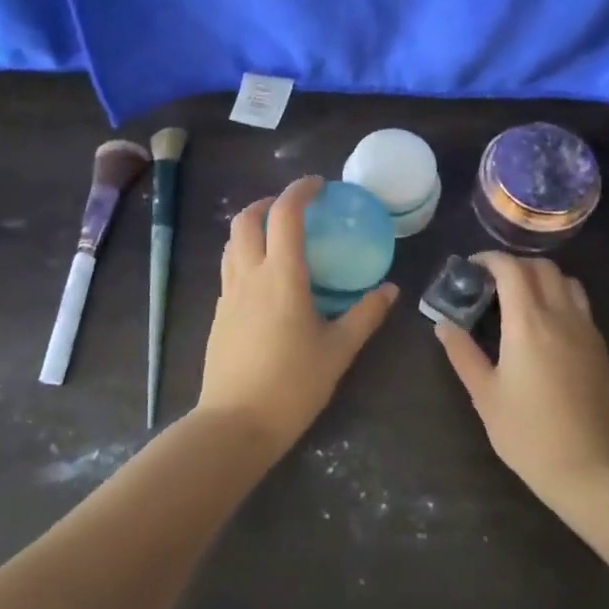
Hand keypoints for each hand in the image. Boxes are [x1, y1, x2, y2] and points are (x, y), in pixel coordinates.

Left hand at [195, 177, 398, 453]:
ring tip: (277, 237)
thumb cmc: (293, 385)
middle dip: (268, 202)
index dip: (300, 191)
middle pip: (247, 219)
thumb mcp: (338, 350)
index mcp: (281, 277)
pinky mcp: (218, 314)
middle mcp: (249, 275)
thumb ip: (365, 315)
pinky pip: (229, 269)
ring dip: (252, 227)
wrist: (236, 423)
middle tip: (294, 209)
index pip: (285, 215)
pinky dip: (245, 255)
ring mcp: (228, 294)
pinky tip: (265, 280)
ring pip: (232, 243)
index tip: (318, 185)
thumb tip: (390, 290)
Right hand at [434, 252, 608, 507]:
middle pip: (542, 268)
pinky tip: (546, 327)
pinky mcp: (600, 348)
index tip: (471, 267)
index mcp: (528, 323)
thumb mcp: (484, 394)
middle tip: (492, 283)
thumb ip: (462, 353)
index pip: (511, 269)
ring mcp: (586, 330)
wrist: (588, 466)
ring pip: (567, 282)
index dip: (490, 259)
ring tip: (522, 299)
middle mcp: (561, 316)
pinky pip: (581, 306)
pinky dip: (561, 298)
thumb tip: (443, 325)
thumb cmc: (527, 432)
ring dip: (542, 278)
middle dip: (515, 265)